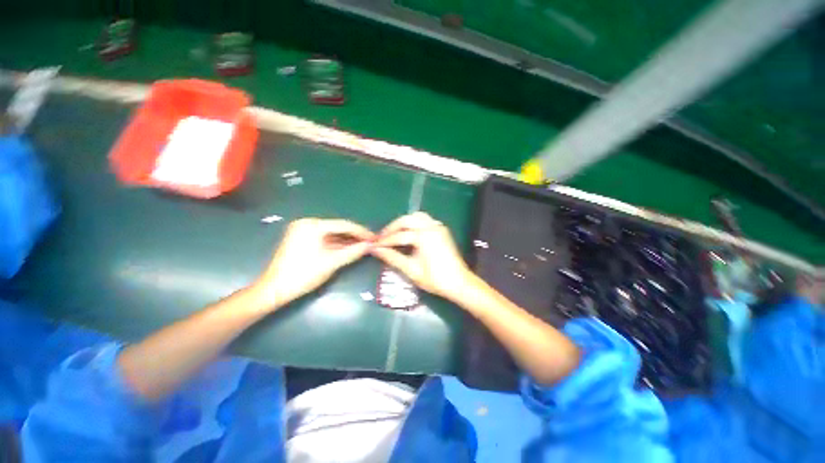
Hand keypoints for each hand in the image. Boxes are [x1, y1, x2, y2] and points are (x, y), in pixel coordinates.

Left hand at [256, 218, 373, 307]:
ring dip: (347, 240)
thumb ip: (352, 252)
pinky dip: (337, 244)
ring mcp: (303, 231)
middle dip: (355, 236)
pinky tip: (349, 248)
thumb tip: (371, 245)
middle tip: (371, 242)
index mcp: (312, 225)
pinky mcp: (302, 239)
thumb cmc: (303, 274)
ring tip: (364, 245)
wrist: (275, 290)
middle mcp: (307, 223)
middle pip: (338, 228)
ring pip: (332, 233)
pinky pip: (324, 238)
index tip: (374, 237)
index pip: (343, 225)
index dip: (361, 232)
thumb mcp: (331, 262)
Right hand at [370, 212, 471, 301]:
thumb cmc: (435, 279)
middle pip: (407, 220)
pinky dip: (415, 223)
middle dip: (393, 227)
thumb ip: (393, 258)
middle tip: (382, 237)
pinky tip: (410, 233)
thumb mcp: (411, 270)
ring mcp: (438, 227)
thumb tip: (376, 250)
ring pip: (417, 217)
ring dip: (404, 223)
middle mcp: (431, 227)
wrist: (459, 283)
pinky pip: (425, 220)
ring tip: (394, 233)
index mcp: (424, 236)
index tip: (374, 245)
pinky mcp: (442, 230)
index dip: (385, 241)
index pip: (399, 236)